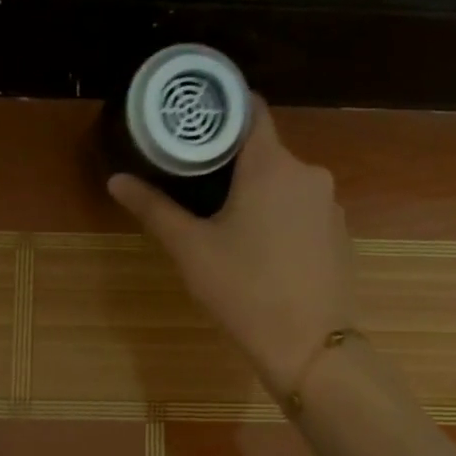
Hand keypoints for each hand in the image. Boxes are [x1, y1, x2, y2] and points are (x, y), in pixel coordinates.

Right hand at [108, 97, 357, 392]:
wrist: (309, 347)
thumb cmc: (244, 291)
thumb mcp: (191, 249)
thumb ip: (154, 209)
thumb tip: (116, 180)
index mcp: (271, 165)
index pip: (250, 109)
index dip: (221, 109)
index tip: (193, 123)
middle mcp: (308, 173)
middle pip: (265, 150)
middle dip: (231, 162)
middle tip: (194, 182)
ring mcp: (329, 205)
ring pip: (284, 182)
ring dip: (256, 192)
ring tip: (224, 220)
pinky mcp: (338, 233)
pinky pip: (302, 209)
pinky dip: (279, 216)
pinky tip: (261, 249)